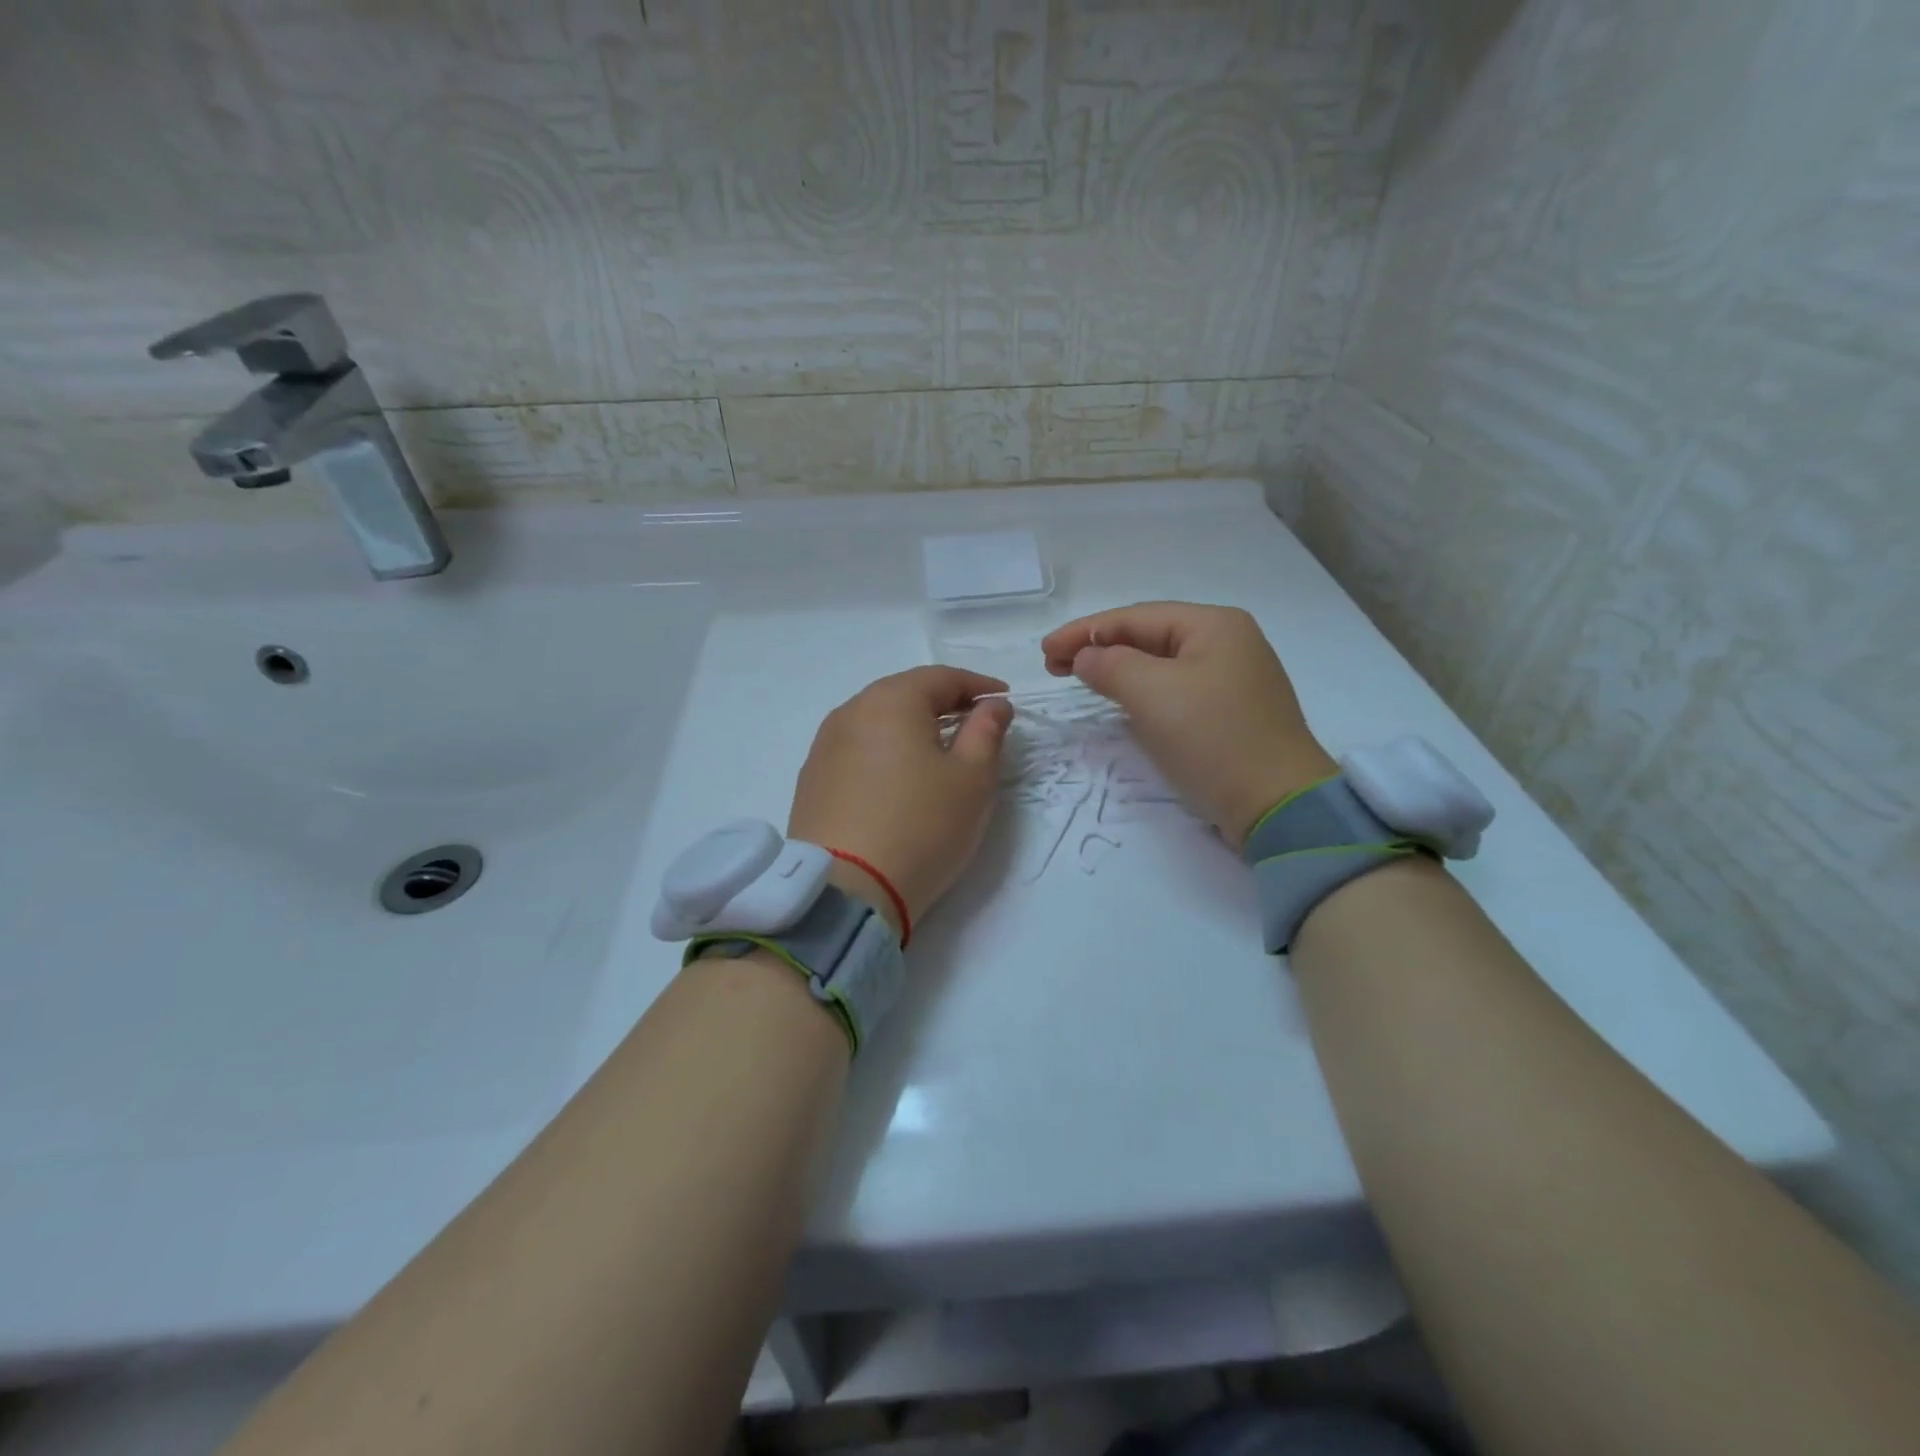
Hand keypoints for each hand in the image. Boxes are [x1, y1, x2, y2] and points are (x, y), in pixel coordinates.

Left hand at [788, 666, 1013, 933]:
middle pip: (904, 694)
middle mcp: (851, 711)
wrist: (846, 890)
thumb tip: (993, 705)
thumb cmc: (922, 826)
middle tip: (974, 721)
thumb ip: (987, 732)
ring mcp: (824, 745)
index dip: (977, 685)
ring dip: (911, 727)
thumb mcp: (972, 779)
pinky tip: (898, 776)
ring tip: (938, 749)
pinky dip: (885, 751)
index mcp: (891, 700)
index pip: (941, 677)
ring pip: (878, 721)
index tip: (1003, 700)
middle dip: (943, 702)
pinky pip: (858, 749)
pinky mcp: (812, 779)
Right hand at [1042, 602, 1337, 846]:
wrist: (1279, 805)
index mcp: (1214, 625)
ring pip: (1161, 664)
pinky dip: (1143, 691)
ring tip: (1081, 680)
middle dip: (1099, 648)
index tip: (1045, 652)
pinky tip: (1124, 701)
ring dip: (1119, 670)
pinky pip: (1176, 689)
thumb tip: (1086, 657)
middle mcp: (1227, 642)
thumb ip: (1110, 665)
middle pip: (1149, 636)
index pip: (1134, 617)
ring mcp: (1233, 678)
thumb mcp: (1153, 695)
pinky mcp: (1231, 712)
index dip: (1083, 631)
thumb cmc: (1214, 739)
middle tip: (1054, 667)